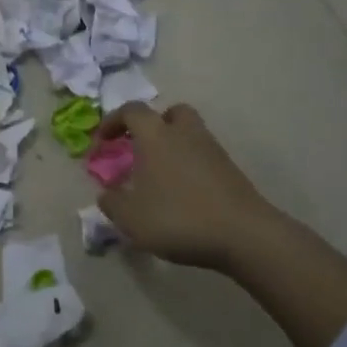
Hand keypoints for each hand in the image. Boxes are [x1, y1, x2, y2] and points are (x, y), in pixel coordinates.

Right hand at [94, 102, 280, 270]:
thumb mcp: (130, 217)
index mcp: (156, 136)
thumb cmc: (178, 218)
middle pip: (171, 112)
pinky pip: (203, 157)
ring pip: (190, 134)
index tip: (103, 142)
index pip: (132, 111)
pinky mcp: (230, 171)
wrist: (244, 235)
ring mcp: (212, 151)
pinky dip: (190, 166)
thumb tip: (107, 193)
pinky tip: (182, 194)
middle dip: (154, 124)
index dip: (113, 121)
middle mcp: (185, 134)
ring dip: (173, 146)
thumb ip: (111, 203)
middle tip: (140, 148)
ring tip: (159, 176)